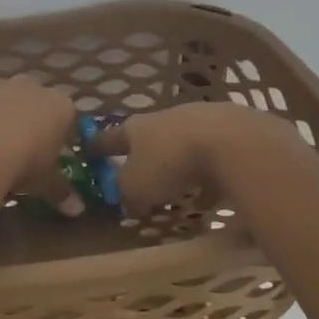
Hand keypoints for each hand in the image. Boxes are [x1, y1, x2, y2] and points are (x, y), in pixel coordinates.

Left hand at [0, 57, 84, 214]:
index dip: (59, 133)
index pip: (67, 116)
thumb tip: (78, 211)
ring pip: (1, 88)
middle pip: (34, 97)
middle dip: (28, 114)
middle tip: (19, 143)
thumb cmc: (23, 164)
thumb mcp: (45, 183)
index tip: (51, 153)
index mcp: (59, 107)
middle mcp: (31, 87)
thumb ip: (60, 192)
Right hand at [88, 101, 291, 213]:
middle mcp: (166, 118)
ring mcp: (201, 121)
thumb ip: (127, 194)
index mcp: (137, 127)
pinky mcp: (231, 132)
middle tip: (140, 175)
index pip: (110, 137)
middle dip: (145, 156)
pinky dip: (209, 175)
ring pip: (183, 146)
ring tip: (180, 190)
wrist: (231, 141)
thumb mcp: (136, 187)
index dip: (98, 146)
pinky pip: (213, 158)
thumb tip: (129, 200)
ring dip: (179, 165)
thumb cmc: (170, 162)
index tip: (87, 151)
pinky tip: (213, 195)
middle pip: (150, 138)